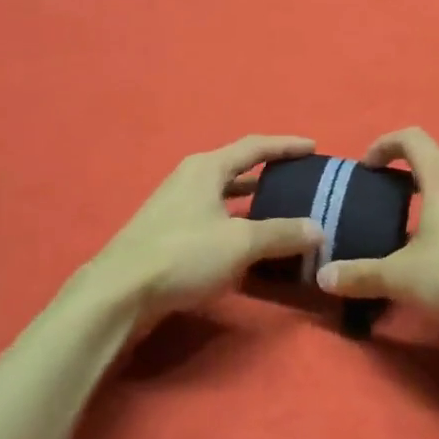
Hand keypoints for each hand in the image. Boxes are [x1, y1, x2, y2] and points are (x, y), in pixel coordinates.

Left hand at [78, 135, 323, 332]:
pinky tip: (248, 242)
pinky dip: (236, 223)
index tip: (313, 148)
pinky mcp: (168, 233)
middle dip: (269, 173)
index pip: (255, 146)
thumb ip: (282, 234)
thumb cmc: (184, 254)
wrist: (119, 293)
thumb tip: (318, 230)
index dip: (286, 146)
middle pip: (237, 167)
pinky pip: (213, 218)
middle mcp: (190, 179)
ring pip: (224, 195)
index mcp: (207, 168)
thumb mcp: (241, 243)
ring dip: (252, 200)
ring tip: (281, 210)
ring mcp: (175, 206)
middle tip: (300, 181)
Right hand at [315, 128, 438, 336]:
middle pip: (434, 166)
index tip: (366, 169)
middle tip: (381, 205)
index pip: (412, 138)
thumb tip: (323, 276)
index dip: (384, 145)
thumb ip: (360, 274)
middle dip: (404, 179)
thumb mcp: (400, 277)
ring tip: (407, 237)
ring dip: (429, 206)